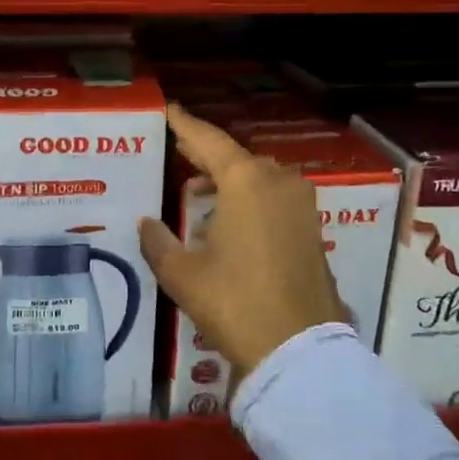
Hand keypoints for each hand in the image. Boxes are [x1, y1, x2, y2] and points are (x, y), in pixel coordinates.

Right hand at [139, 103, 345, 377]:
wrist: (299, 349)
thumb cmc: (234, 301)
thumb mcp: (182, 274)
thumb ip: (158, 242)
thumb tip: (146, 223)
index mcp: (246, 181)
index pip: (208, 140)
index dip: (185, 125)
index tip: (170, 110)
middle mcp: (278, 182)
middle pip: (235, 157)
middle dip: (206, 154)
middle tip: (179, 151)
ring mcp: (301, 205)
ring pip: (258, 178)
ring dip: (229, 180)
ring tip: (198, 192)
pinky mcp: (312, 229)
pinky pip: (274, 198)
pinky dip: (249, 198)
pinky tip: (228, 220)